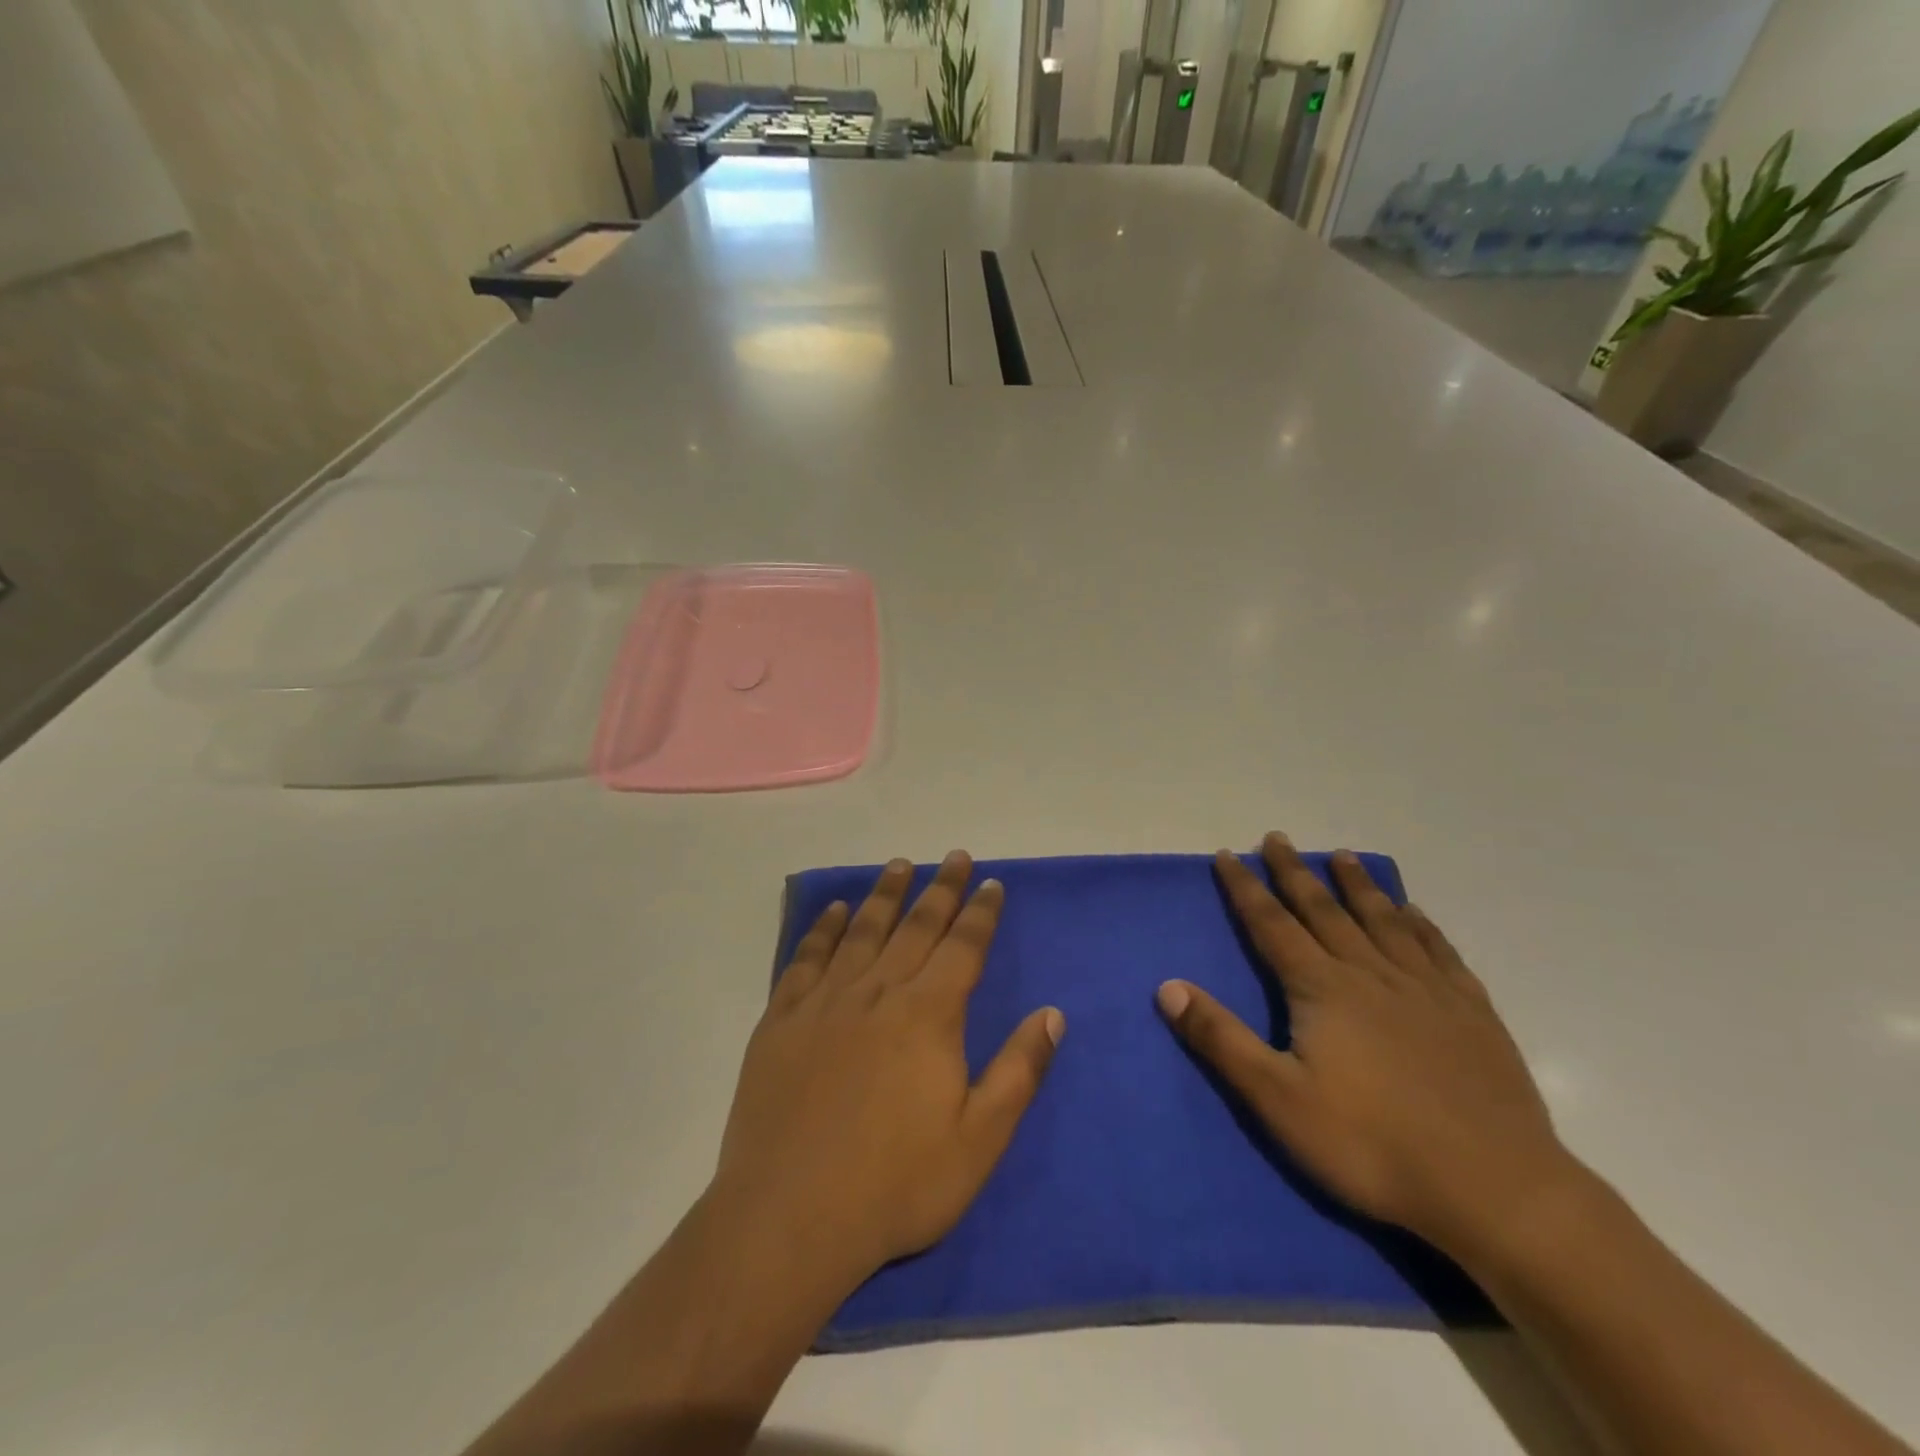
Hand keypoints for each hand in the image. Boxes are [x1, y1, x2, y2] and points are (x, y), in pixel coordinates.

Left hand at [714, 852, 1064, 1292]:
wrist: (789, 1218)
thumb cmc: (896, 1184)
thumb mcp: (979, 1140)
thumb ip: (1019, 1071)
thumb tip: (1053, 1014)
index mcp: (928, 1015)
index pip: (963, 947)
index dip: (980, 912)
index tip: (990, 883)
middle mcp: (878, 992)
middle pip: (916, 926)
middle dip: (940, 889)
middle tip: (954, 856)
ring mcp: (825, 1001)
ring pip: (862, 930)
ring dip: (884, 894)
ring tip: (899, 864)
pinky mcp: (782, 1019)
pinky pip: (807, 958)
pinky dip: (825, 928)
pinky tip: (835, 910)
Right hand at [1157, 832, 1575, 1261]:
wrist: (1497, 1190)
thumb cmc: (1372, 1146)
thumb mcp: (1278, 1100)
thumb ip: (1221, 1039)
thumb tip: (1167, 986)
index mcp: (1322, 988)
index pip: (1271, 924)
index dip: (1245, 889)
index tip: (1228, 855)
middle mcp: (1371, 973)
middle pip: (1324, 910)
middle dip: (1295, 872)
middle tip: (1278, 838)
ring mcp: (1426, 989)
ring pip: (1383, 920)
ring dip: (1357, 885)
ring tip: (1343, 856)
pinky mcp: (1472, 1012)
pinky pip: (1438, 950)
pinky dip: (1420, 924)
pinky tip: (1414, 912)